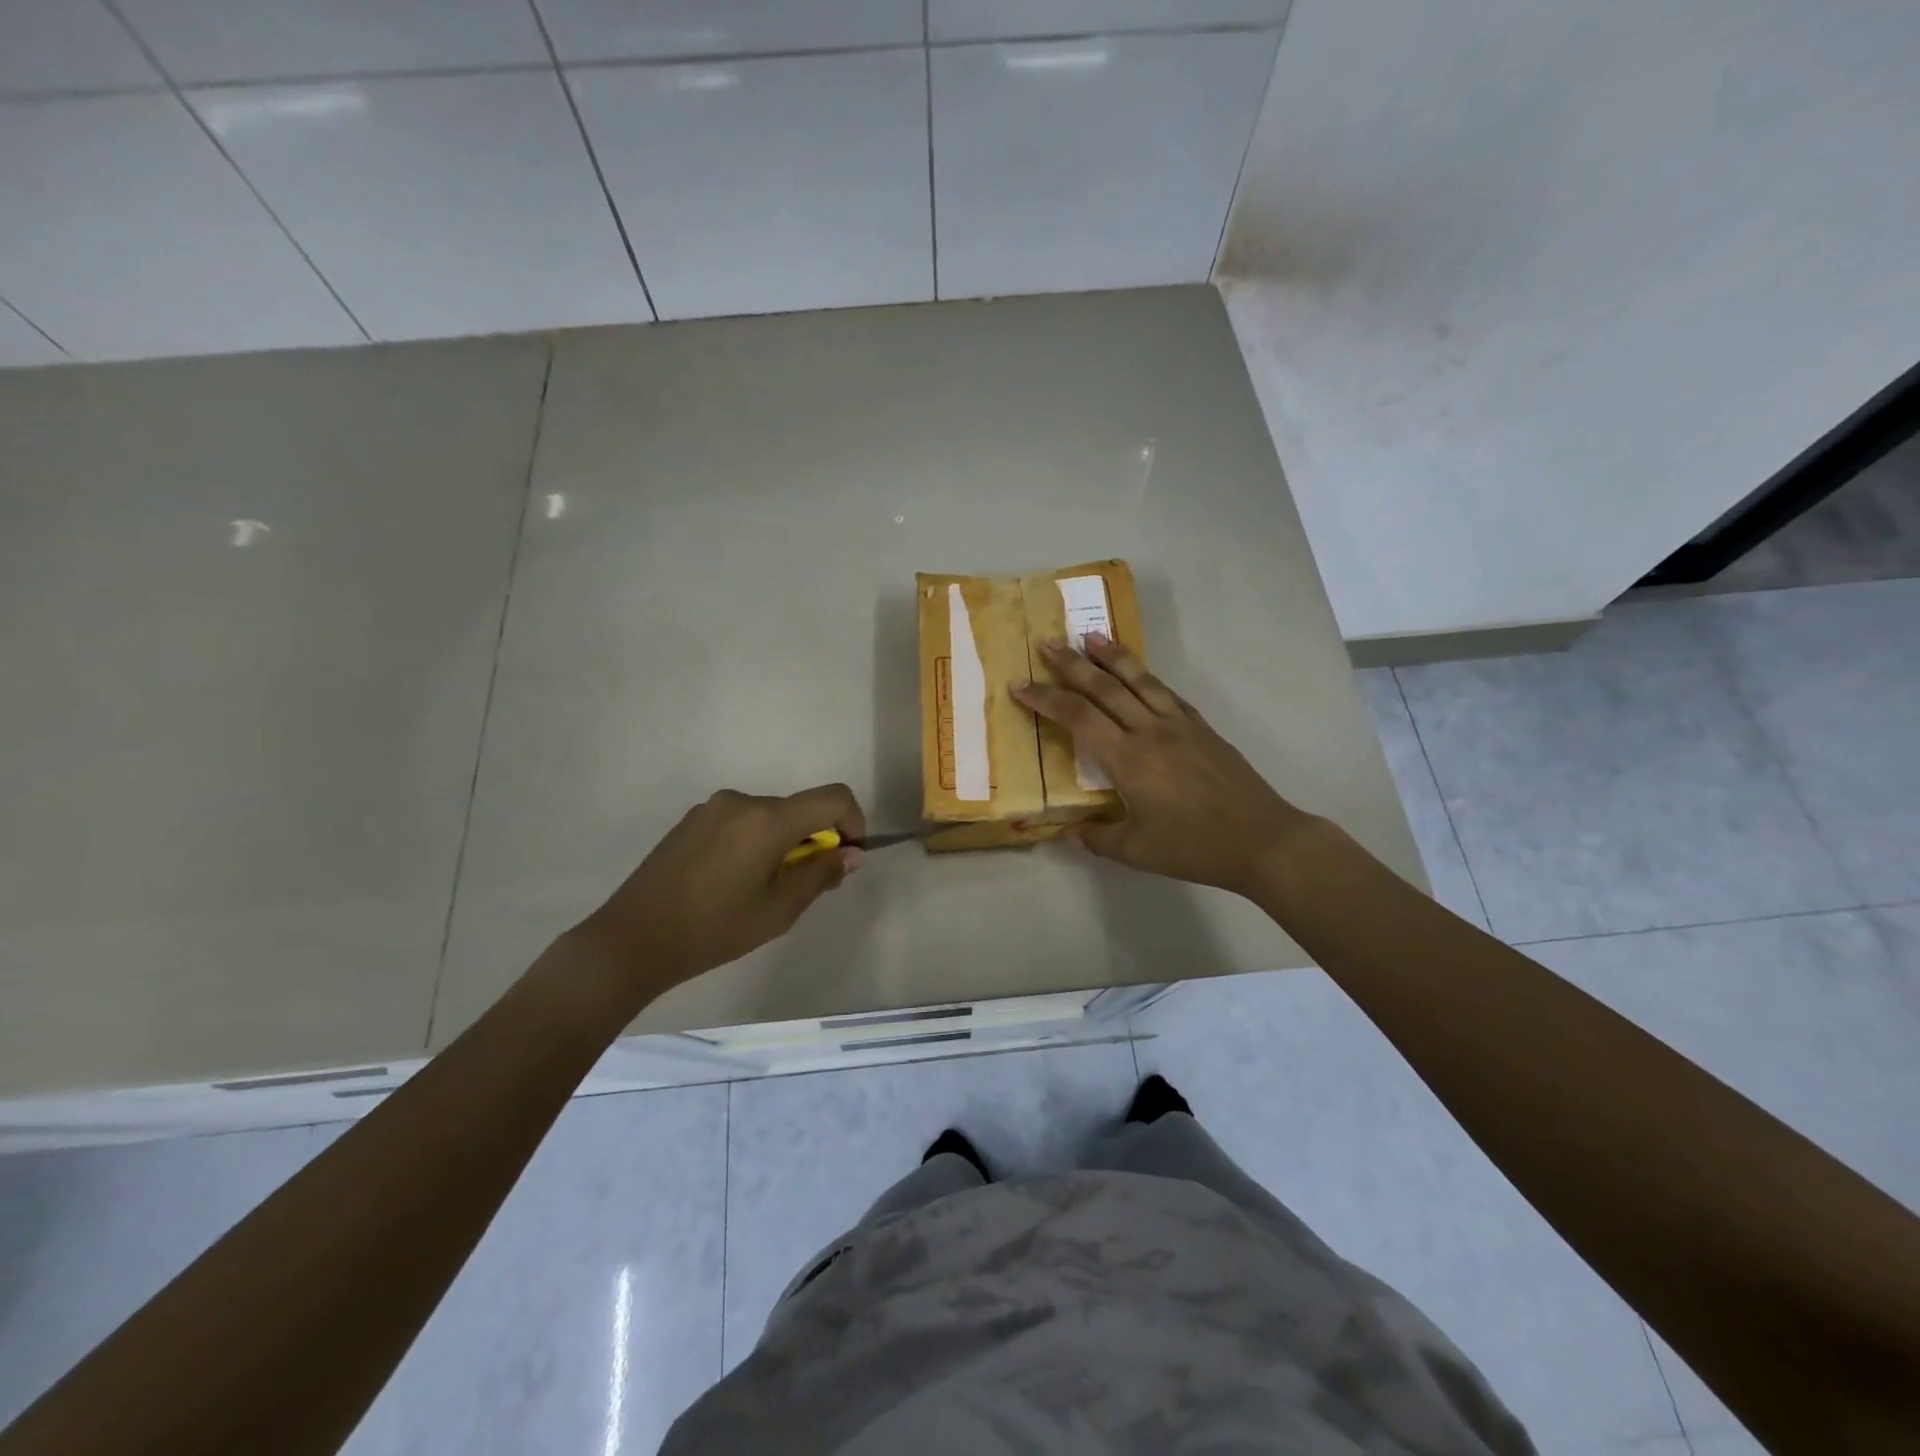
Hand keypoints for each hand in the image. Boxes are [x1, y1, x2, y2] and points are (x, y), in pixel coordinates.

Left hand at [573, 784, 865, 997]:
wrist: (631, 939)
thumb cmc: (713, 930)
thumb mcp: (778, 911)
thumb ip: (820, 874)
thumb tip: (851, 853)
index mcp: (767, 819)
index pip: (833, 798)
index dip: (853, 821)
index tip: (847, 856)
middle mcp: (741, 801)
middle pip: (799, 808)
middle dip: (815, 839)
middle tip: (806, 885)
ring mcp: (712, 808)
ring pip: (769, 816)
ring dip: (783, 842)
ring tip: (764, 889)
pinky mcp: (691, 821)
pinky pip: (741, 821)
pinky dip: (755, 842)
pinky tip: (733, 882)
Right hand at [1013, 636, 1312, 897]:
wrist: (1261, 839)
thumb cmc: (1194, 847)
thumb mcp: (1137, 852)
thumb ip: (1099, 838)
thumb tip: (1076, 832)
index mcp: (1128, 758)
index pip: (1078, 717)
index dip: (1045, 699)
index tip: (1020, 686)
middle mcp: (1150, 731)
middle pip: (1105, 687)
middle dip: (1072, 664)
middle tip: (1048, 643)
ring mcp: (1180, 725)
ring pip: (1140, 680)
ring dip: (1112, 656)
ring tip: (1091, 636)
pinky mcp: (1202, 729)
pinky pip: (1167, 693)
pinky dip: (1146, 677)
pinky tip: (1140, 673)